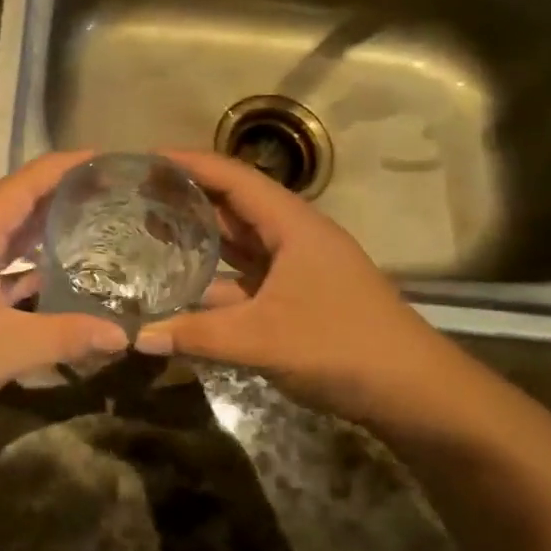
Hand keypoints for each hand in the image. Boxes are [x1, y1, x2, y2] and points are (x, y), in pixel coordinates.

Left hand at [0, 152, 128, 430]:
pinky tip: (48, 279)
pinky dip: (19, 267)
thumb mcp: (9, 349)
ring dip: (38, 234)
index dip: (65, 166)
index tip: (104, 158)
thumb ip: (68, 336)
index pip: (24, 184)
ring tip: (89, 230)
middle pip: (13, 206)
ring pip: (0, 239)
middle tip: (109, 198)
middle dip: (59, 199)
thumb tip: (123, 335)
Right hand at [135, 151, 483, 433]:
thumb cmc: (340, 346)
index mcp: (292, 224)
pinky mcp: (298, 297)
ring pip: (241, 242)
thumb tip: (136, 336)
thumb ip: (196, 334)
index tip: (145, 159)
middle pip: (234, 205)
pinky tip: (185, 285)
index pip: (233, 178)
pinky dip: (216, 275)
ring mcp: (298, 268)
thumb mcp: (262, 340)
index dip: (189, 164)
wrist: (414, 391)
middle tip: (137, 196)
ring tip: (150, 230)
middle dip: (188, 197)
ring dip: (201, 235)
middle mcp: (294, 236)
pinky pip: (247, 275)